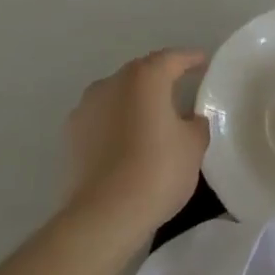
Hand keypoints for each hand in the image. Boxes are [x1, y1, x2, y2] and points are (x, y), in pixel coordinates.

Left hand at [63, 49, 208, 242]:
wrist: (103, 216)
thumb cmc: (157, 171)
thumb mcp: (193, 146)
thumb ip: (196, 124)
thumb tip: (190, 119)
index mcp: (146, 77)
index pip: (173, 59)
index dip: (190, 59)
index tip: (203, 62)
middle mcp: (112, 82)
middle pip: (142, 73)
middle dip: (160, 79)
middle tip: (179, 91)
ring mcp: (86, 107)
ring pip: (118, 95)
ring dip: (134, 102)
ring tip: (150, 120)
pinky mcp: (71, 136)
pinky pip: (101, 119)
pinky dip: (115, 124)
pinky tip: (126, 142)